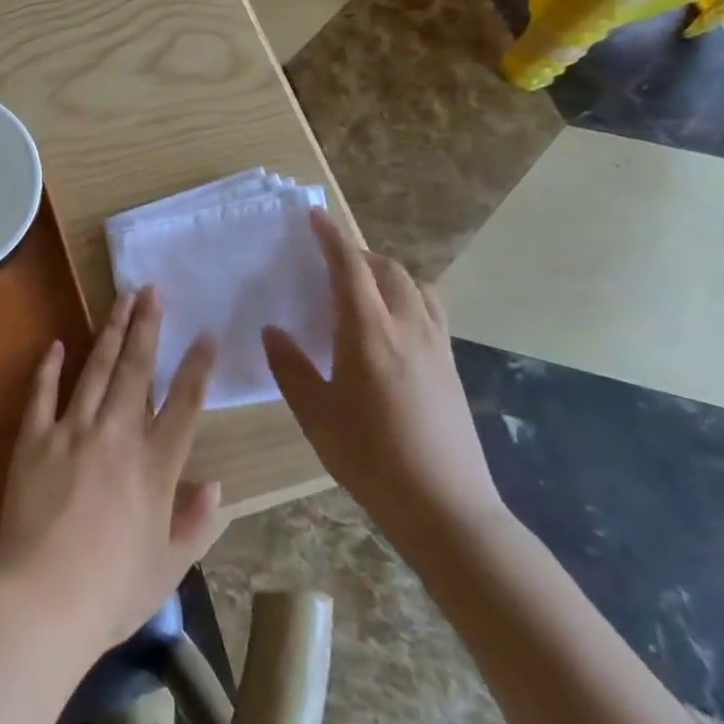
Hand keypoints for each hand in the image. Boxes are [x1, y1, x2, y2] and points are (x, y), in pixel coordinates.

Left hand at [0, 287, 221, 653]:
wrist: (43, 599)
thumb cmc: (112, 590)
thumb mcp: (168, 568)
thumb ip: (195, 523)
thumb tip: (216, 484)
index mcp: (155, 467)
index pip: (184, 405)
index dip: (197, 367)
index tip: (206, 334)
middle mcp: (117, 436)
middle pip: (137, 370)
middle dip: (147, 325)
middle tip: (152, 290)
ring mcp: (73, 431)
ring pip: (97, 370)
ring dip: (110, 331)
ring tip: (121, 299)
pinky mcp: (35, 438)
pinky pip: (43, 393)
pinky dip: (49, 367)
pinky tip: (56, 344)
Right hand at [263, 209, 504, 546]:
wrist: (446, 507)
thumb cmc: (371, 458)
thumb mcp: (316, 415)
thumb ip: (290, 367)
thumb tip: (273, 330)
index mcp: (369, 333)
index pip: (350, 268)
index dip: (331, 237)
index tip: (314, 216)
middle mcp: (407, 327)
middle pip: (387, 269)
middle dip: (357, 254)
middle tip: (328, 260)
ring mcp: (436, 345)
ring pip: (414, 286)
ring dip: (385, 273)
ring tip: (361, 287)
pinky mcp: (451, 365)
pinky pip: (429, 309)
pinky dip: (406, 296)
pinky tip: (390, 324)